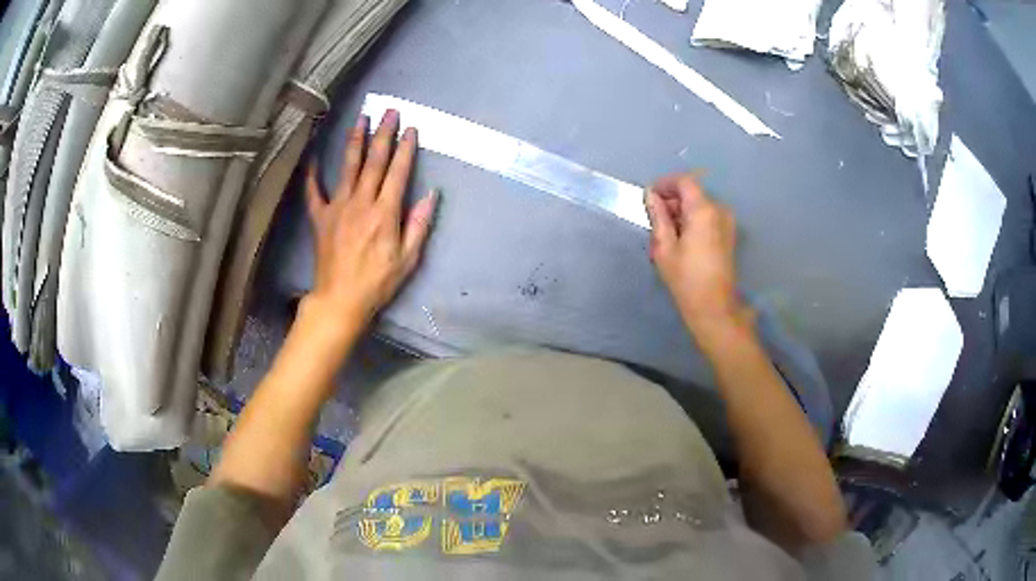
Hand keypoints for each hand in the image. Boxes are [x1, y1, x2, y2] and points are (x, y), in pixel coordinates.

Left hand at [305, 110, 437, 325]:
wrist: (340, 299)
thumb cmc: (377, 282)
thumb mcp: (408, 259)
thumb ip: (419, 224)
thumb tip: (431, 195)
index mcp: (385, 212)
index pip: (398, 172)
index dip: (406, 148)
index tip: (411, 128)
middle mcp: (361, 202)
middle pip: (374, 161)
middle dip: (383, 133)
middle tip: (389, 111)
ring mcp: (337, 207)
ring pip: (348, 166)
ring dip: (356, 140)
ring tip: (361, 118)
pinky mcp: (320, 217)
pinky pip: (314, 192)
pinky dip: (313, 174)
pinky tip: (313, 157)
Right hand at [645, 173, 748, 340]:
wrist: (714, 307)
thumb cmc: (686, 279)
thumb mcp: (664, 247)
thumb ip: (658, 216)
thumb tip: (650, 195)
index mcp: (704, 211)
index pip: (684, 182)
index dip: (665, 184)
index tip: (650, 196)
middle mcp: (719, 211)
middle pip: (693, 193)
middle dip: (672, 200)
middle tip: (654, 219)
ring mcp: (727, 223)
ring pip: (700, 206)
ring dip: (682, 212)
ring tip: (665, 233)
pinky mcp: (729, 235)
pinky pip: (708, 218)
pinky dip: (693, 221)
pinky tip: (681, 240)